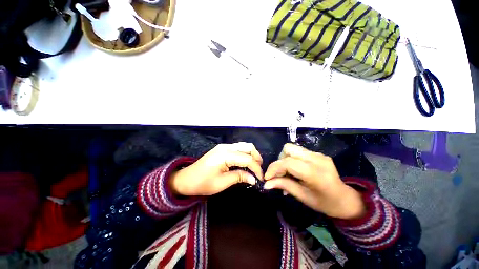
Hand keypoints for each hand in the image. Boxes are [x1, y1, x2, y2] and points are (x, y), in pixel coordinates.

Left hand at [170, 142, 262, 195]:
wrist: (186, 179)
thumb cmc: (202, 183)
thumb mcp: (222, 183)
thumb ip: (239, 177)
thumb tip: (254, 178)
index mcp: (225, 155)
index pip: (247, 159)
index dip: (256, 168)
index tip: (261, 179)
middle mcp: (226, 147)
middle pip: (248, 147)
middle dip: (256, 158)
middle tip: (259, 171)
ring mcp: (224, 146)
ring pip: (244, 146)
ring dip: (251, 155)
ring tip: (254, 167)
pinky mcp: (222, 149)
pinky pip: (238, 149)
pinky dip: (245, 155)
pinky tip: (245, 163)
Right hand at [264, 143, 365, 219]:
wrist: (345, 199)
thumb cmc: (324, 203)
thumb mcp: (302, 197)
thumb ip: (283, 185)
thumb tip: (266, 184)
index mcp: (315, 173)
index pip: (288, 163)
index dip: (274, 168)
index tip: (267, 177)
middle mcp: (317, 159)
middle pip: (288, 149)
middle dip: (279, 160)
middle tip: (280, 174)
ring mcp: (319, 154)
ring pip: (292, 148)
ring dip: (285, 159)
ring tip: (287, 173)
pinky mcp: (318, 154)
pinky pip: (299, 151)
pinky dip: (292, 159)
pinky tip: (295, 170)